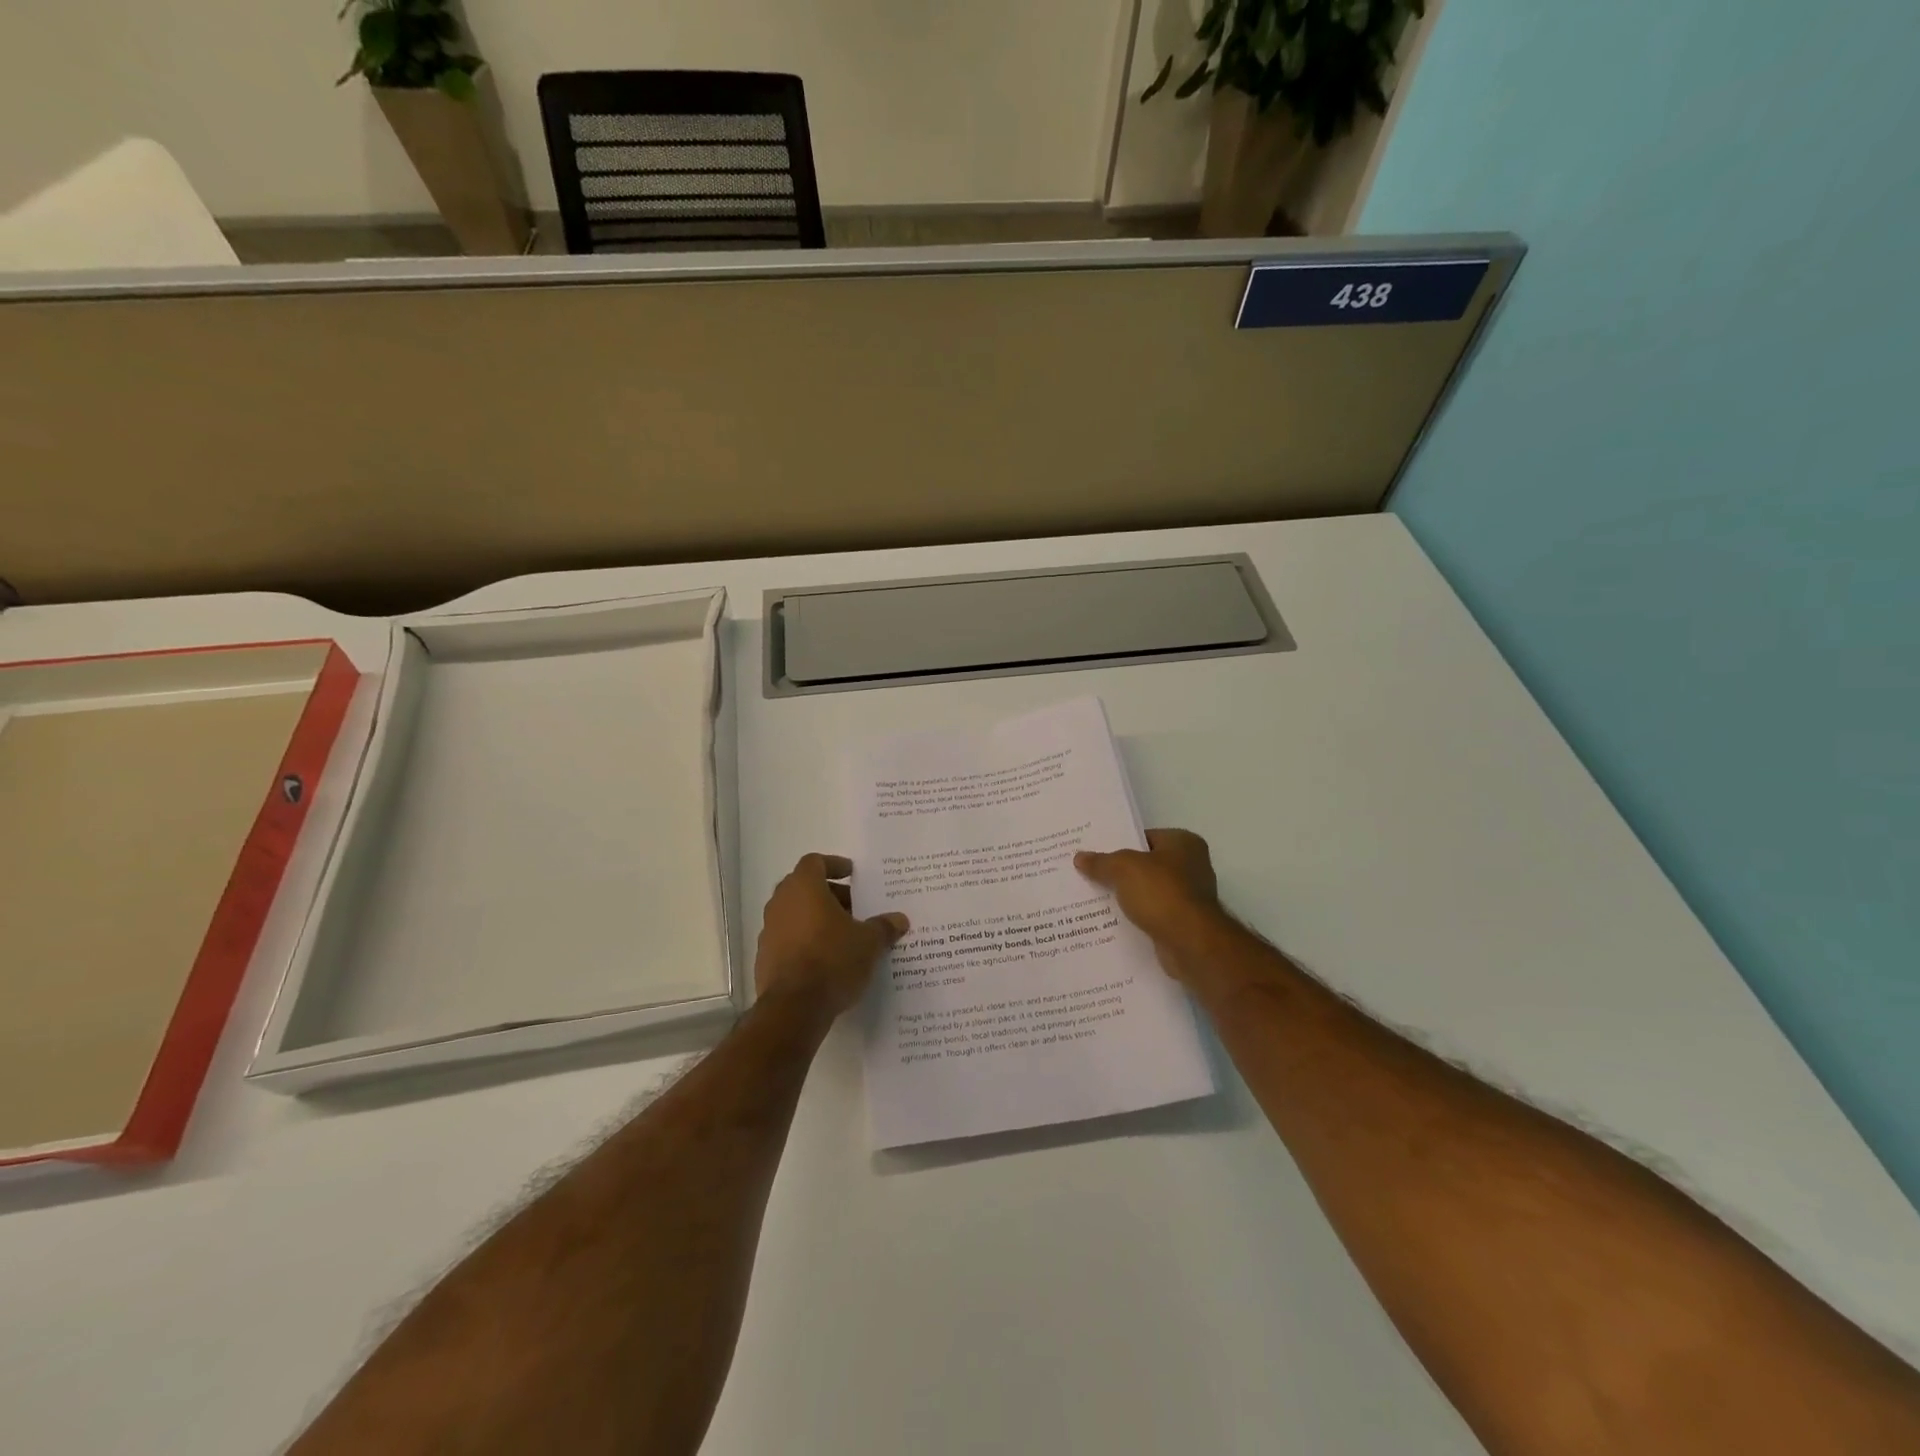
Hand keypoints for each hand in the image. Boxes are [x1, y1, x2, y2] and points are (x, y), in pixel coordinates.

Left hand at [754, 854, 908, 1017]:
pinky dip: (805, 941)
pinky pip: (788, 939)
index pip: (814, 862)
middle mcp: (781, 903)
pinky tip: (826, 960)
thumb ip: (883, 927)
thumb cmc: (833, 960)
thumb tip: (899, 919)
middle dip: (830, 894)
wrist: (794, 1008)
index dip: (834, 865)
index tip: (852, 874)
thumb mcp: (869, 942)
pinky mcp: (765, 958)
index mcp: (803, 888)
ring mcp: (769, 931)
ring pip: (795, 914)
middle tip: (855, 907)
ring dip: (817, 919)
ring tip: (844, 935)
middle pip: (804, 887)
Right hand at [1075, 829, 1230, 983]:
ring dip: (1127, 896)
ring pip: (1147, 891)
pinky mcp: (1183, 923)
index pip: (1145, 837)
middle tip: (1089, 873)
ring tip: (1093, 897)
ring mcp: (1189, 897)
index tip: (1094, 851)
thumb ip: (1101, 862)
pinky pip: (1152, 914)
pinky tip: (1111, 920)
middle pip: (1146, 865)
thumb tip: (1080, 857)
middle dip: (1120, 871)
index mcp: (1184, 843)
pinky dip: (1135, 916)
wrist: (1189, 943)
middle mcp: (1192, 866)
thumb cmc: (1161, 893)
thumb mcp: (1123, 868)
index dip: (1119, 843)